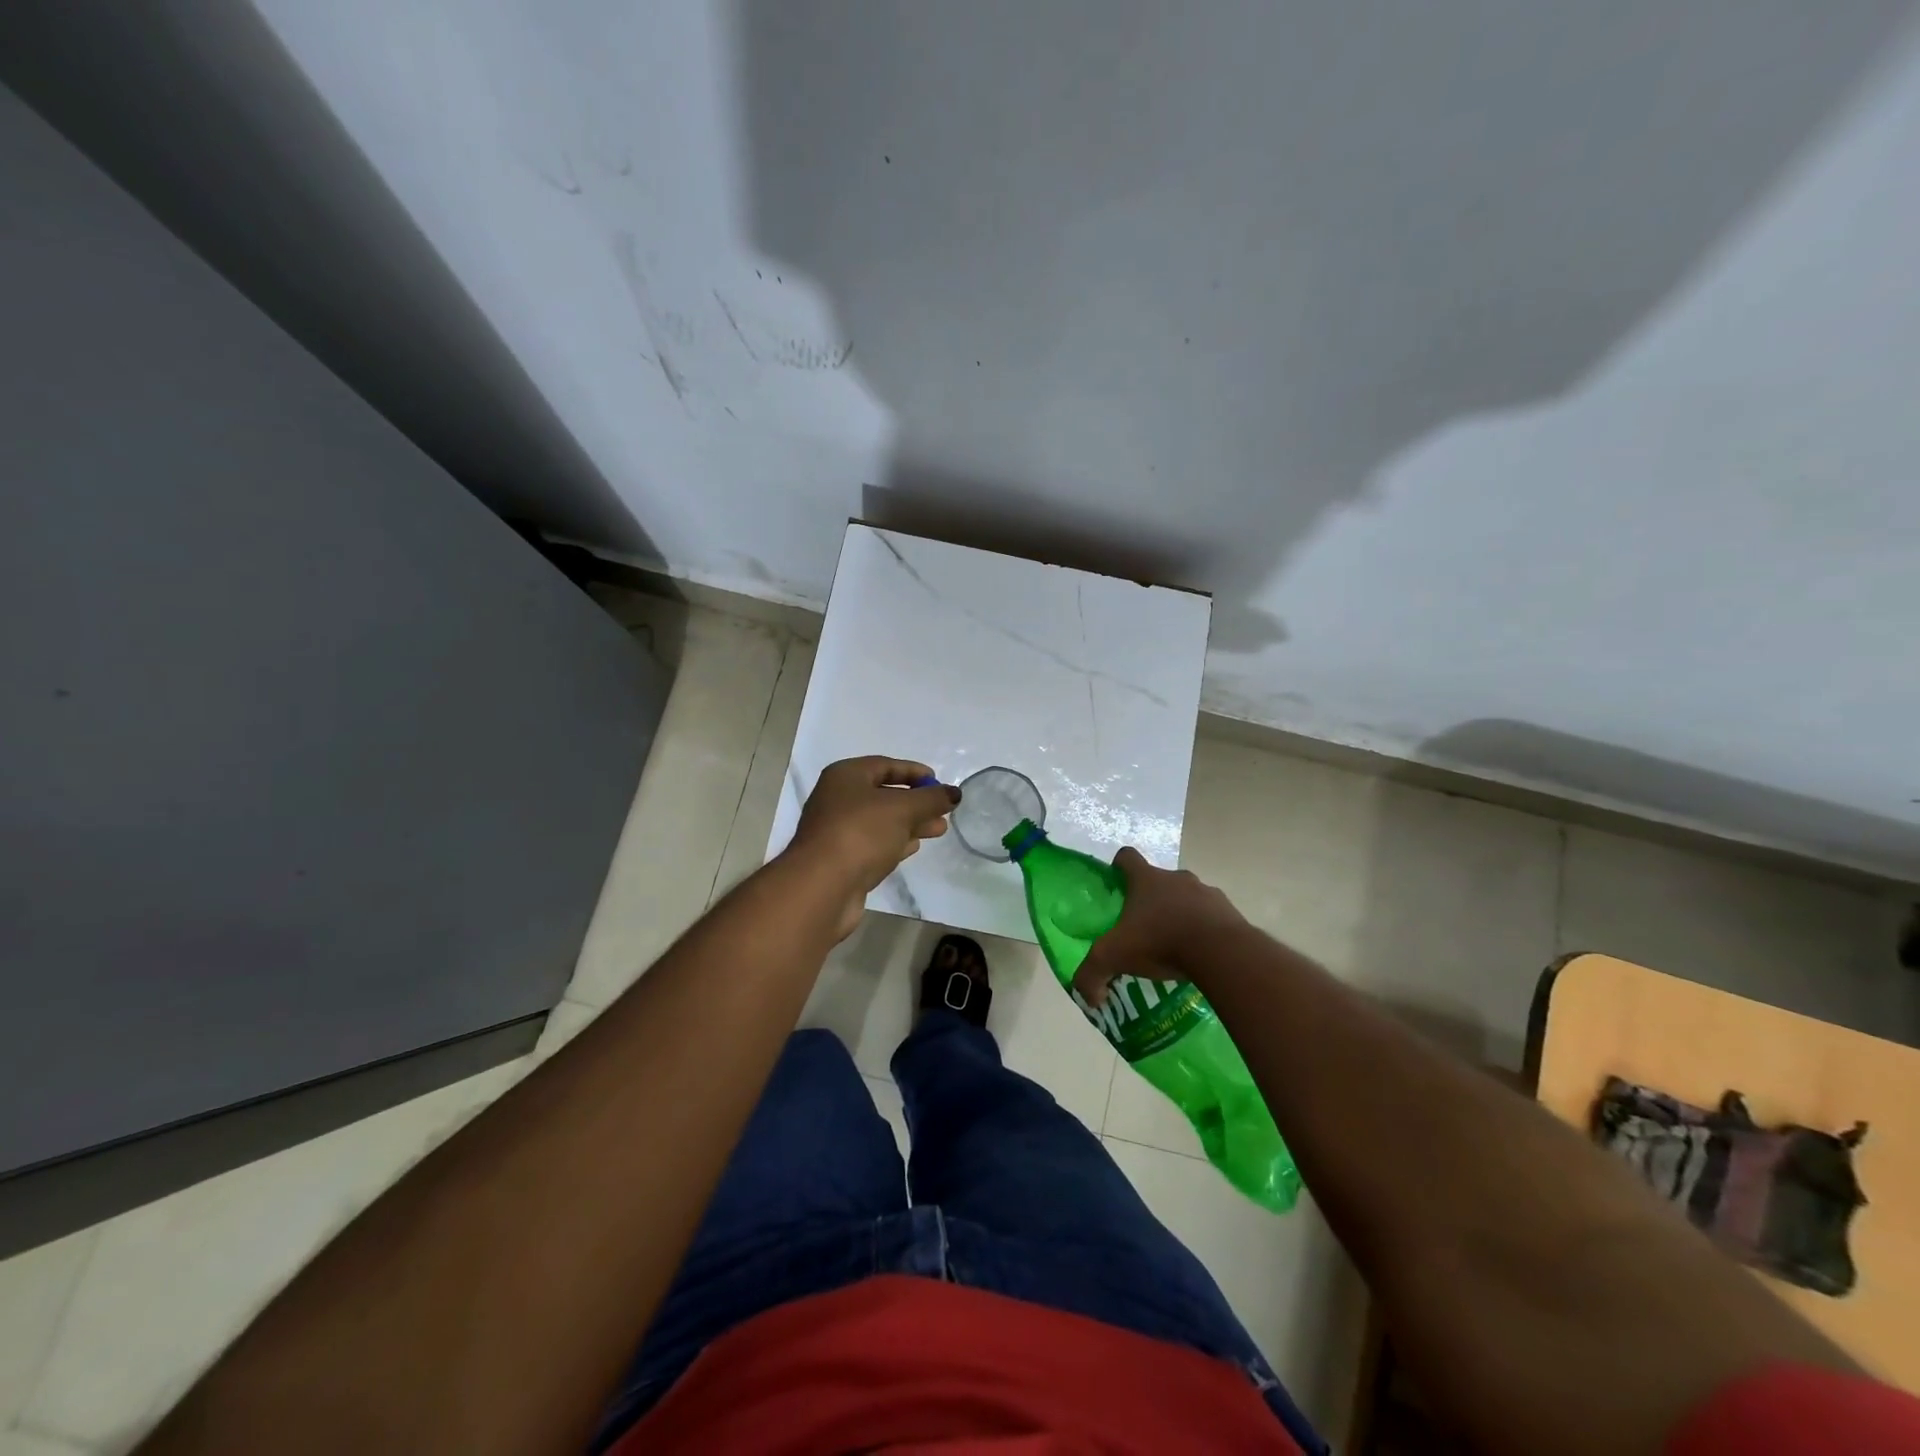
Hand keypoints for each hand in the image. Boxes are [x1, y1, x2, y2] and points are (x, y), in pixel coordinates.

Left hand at [786, 757, 960, 938]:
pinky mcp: (842, 860)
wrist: (822, 886)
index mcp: (845, 776)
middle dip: (916, 802)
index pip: (884, 765)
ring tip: (939, 829)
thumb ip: (931, 799)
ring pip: (880, 822)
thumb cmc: (861, 833)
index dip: (913, 772)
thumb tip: (954, 793)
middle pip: (883, 794)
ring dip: (910, 824)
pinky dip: (895, 843)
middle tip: (944, 810)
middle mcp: (837, 799)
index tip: (938, 781)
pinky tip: (913, 848)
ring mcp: (837, 831)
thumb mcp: (902, 809)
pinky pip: (873, 844)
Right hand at [1073, 847, 1247, 1007]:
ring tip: (1176, 946)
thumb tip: (1089, 998)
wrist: (1221, 951)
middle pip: (1159, 880)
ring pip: (1188, 898)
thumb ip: (1092, 974)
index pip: (1127, 857)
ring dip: (1181, 914)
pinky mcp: (1230, 911)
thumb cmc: (1160, 941)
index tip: (1117, 886)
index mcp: (1146, 879)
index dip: (1119, 868)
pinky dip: (1206, 930)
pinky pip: (1212, 917)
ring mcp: (1207, 892)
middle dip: (1152, 900)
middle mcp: (1176, 878)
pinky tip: (1201, 955)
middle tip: (1145, 929)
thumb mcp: (1115, 957)